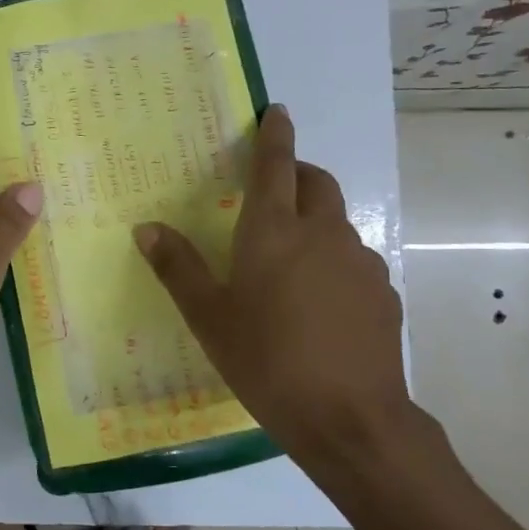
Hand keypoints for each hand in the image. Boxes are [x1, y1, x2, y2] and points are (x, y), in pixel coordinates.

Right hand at [134, 106, 451, 489]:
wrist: (350, 418)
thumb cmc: (266, 360)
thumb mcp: (208, 317)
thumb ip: (177, 267)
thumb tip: (146, 227)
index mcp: (274, 231)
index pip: (276, 165)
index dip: (275, 135)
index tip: (277, 110)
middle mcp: (322, 234)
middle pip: (316, 183)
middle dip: (297, 172)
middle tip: (272, 188)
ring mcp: (360, 262)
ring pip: (336, 222)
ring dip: (314, 219)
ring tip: (288, 257)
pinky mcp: (382, 294)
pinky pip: (353, 259)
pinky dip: (333, 259)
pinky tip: (317, 301)